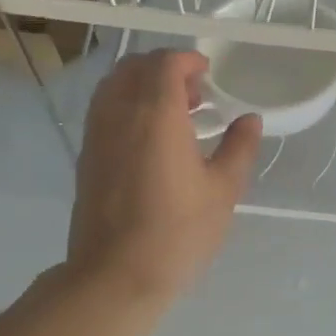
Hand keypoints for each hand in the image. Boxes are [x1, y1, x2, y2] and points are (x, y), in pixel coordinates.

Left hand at [64, 50, 262, 301]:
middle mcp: (120, 114)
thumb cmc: (178, 231)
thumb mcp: (223, 190)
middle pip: (134, 68)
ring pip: (113, 86)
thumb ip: (239, 147)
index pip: (165, 64)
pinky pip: (104, 110)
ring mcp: (97, 135)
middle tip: (194, 92)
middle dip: (164, 68)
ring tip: (173, 113)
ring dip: (142, 85)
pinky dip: (126, 105)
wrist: (116, 275)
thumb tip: (249, 119)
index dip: (188, 60)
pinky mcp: (86, 156)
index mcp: (156, 115)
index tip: (208, 73)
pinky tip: (150, 137)